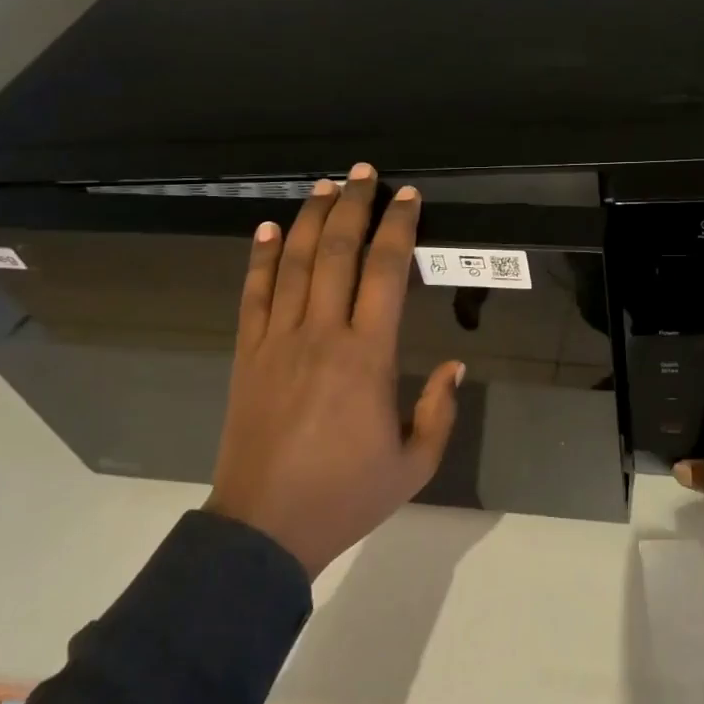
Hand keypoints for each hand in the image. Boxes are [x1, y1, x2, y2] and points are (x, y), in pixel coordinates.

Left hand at [206, 163, 463, 577]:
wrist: (264, 529)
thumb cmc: (347, 495)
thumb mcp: (416, 463)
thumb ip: (440, 410)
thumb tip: (456, 364)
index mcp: (367, 357)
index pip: (385, 273)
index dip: (398, 229)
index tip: (408, 198)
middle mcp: (321, 335)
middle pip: (337, 253)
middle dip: (353, 207)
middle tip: (365, 173)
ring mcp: (277, 341)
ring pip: (295, 264)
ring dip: (311, 219)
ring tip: (325, 185)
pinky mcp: (247, 355)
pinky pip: (254, 295)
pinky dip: (261, 257)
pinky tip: (269, 228)